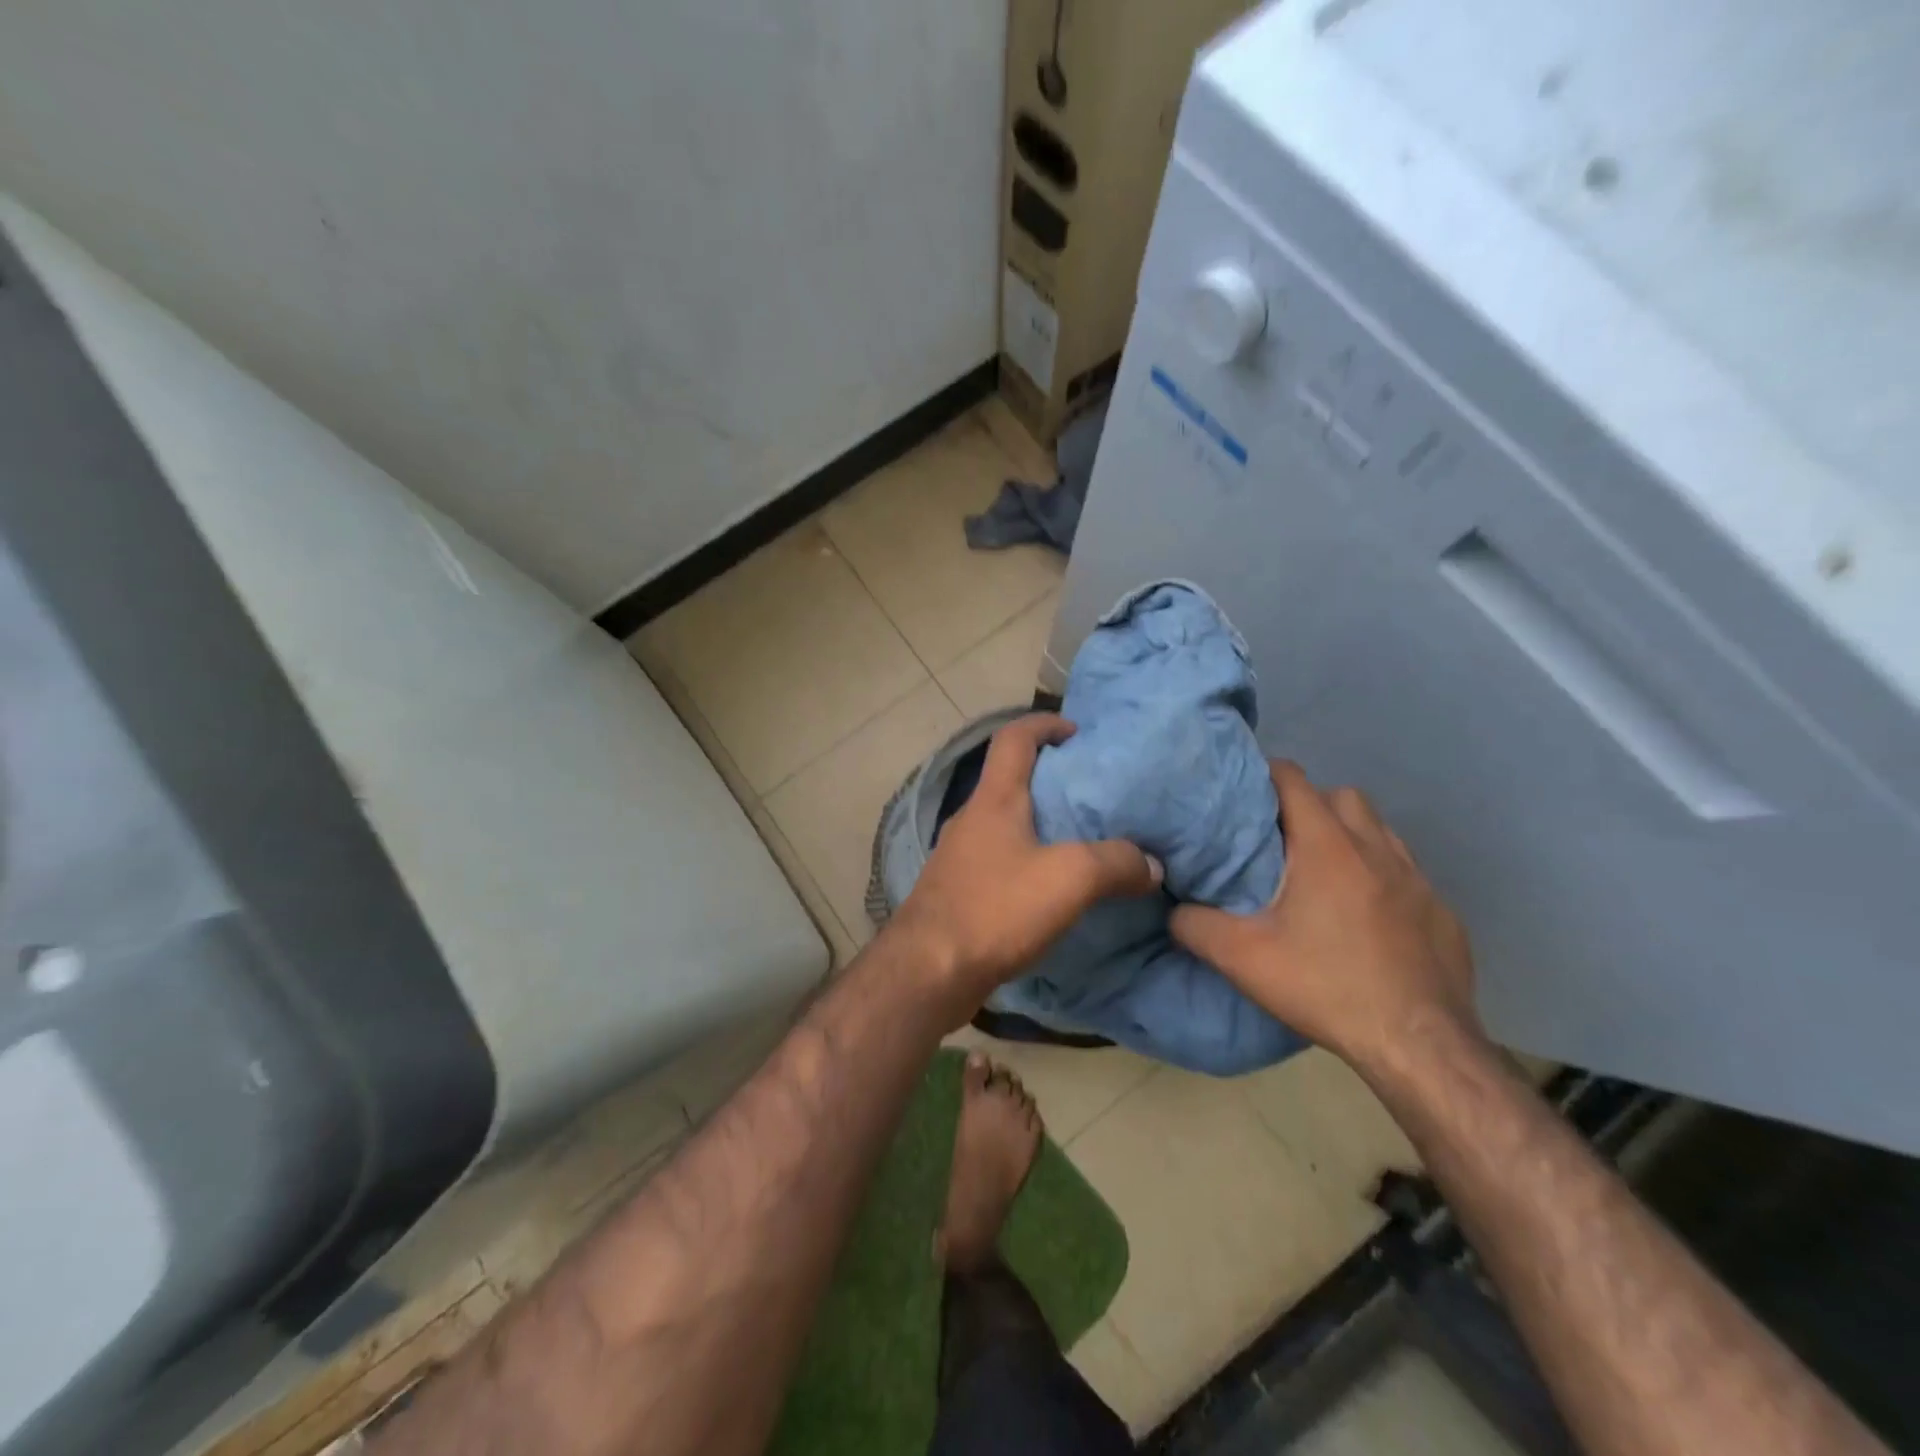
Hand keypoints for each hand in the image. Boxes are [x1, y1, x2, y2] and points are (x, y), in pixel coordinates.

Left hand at [896, 713, 1161, 1008]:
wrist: (929, 970)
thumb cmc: (996, 908)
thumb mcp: (1070, 878)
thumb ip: (1116, 863)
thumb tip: (1151, 864)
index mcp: (994, 799)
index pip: (1014, 737)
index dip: (1044, 724)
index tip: (1077, 732)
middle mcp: (971, 818)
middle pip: (1009, 779)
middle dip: (1050, 778)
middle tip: (1093, 794)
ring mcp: (959, 855)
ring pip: (1004, 823)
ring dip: (1038, 824)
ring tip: (1081, 841)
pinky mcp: (958, 890)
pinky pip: (999, 860)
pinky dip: (1026, 860)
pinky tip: (1051, 889)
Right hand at [1171, 760, 1476, 1071]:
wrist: (1420, 1045)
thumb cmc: (1327, 987)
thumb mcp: (1242, 959)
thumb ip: (1195, 925)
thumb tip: (1173, 909)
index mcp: (1327, 846)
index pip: (1293, 779)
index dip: (1264, 776)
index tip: (1243, 796)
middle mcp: (1376, 849)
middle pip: (1341, 796)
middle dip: (1310, 805)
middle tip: (1282, 842)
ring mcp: (1417, 879)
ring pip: (1379, 831)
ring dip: (1350, 837)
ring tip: (1323, 874)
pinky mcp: (1442, 911)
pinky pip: (1406, 873)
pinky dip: (1381, 877)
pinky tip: (1367, 918)